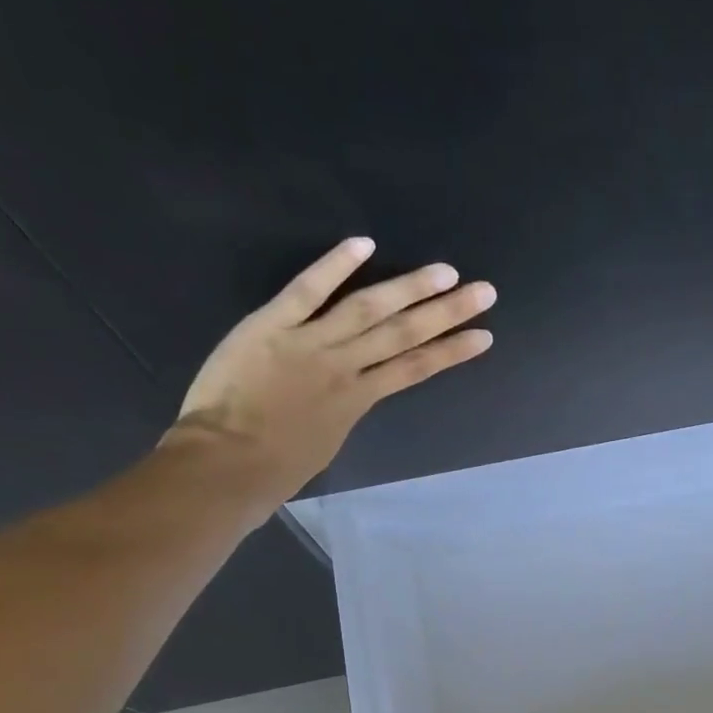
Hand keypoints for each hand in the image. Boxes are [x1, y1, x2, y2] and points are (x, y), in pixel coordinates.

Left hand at [165, 236, 494, 504]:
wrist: (228, 463)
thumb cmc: (275, 468)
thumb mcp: (324, 442)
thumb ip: (340, 409)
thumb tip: (349, 390)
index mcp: (358, 400)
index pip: (415, 369)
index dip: (451, 352)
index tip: (484, 337)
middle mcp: (345, 367)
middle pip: (404, 334)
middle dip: (447, 313)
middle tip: (483, 292)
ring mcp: (310, 343)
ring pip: (369, 309)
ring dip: (410, 288)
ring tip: (446, 272)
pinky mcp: (271, 326)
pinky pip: (307, 291)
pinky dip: (335, 265)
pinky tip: (364, 244)